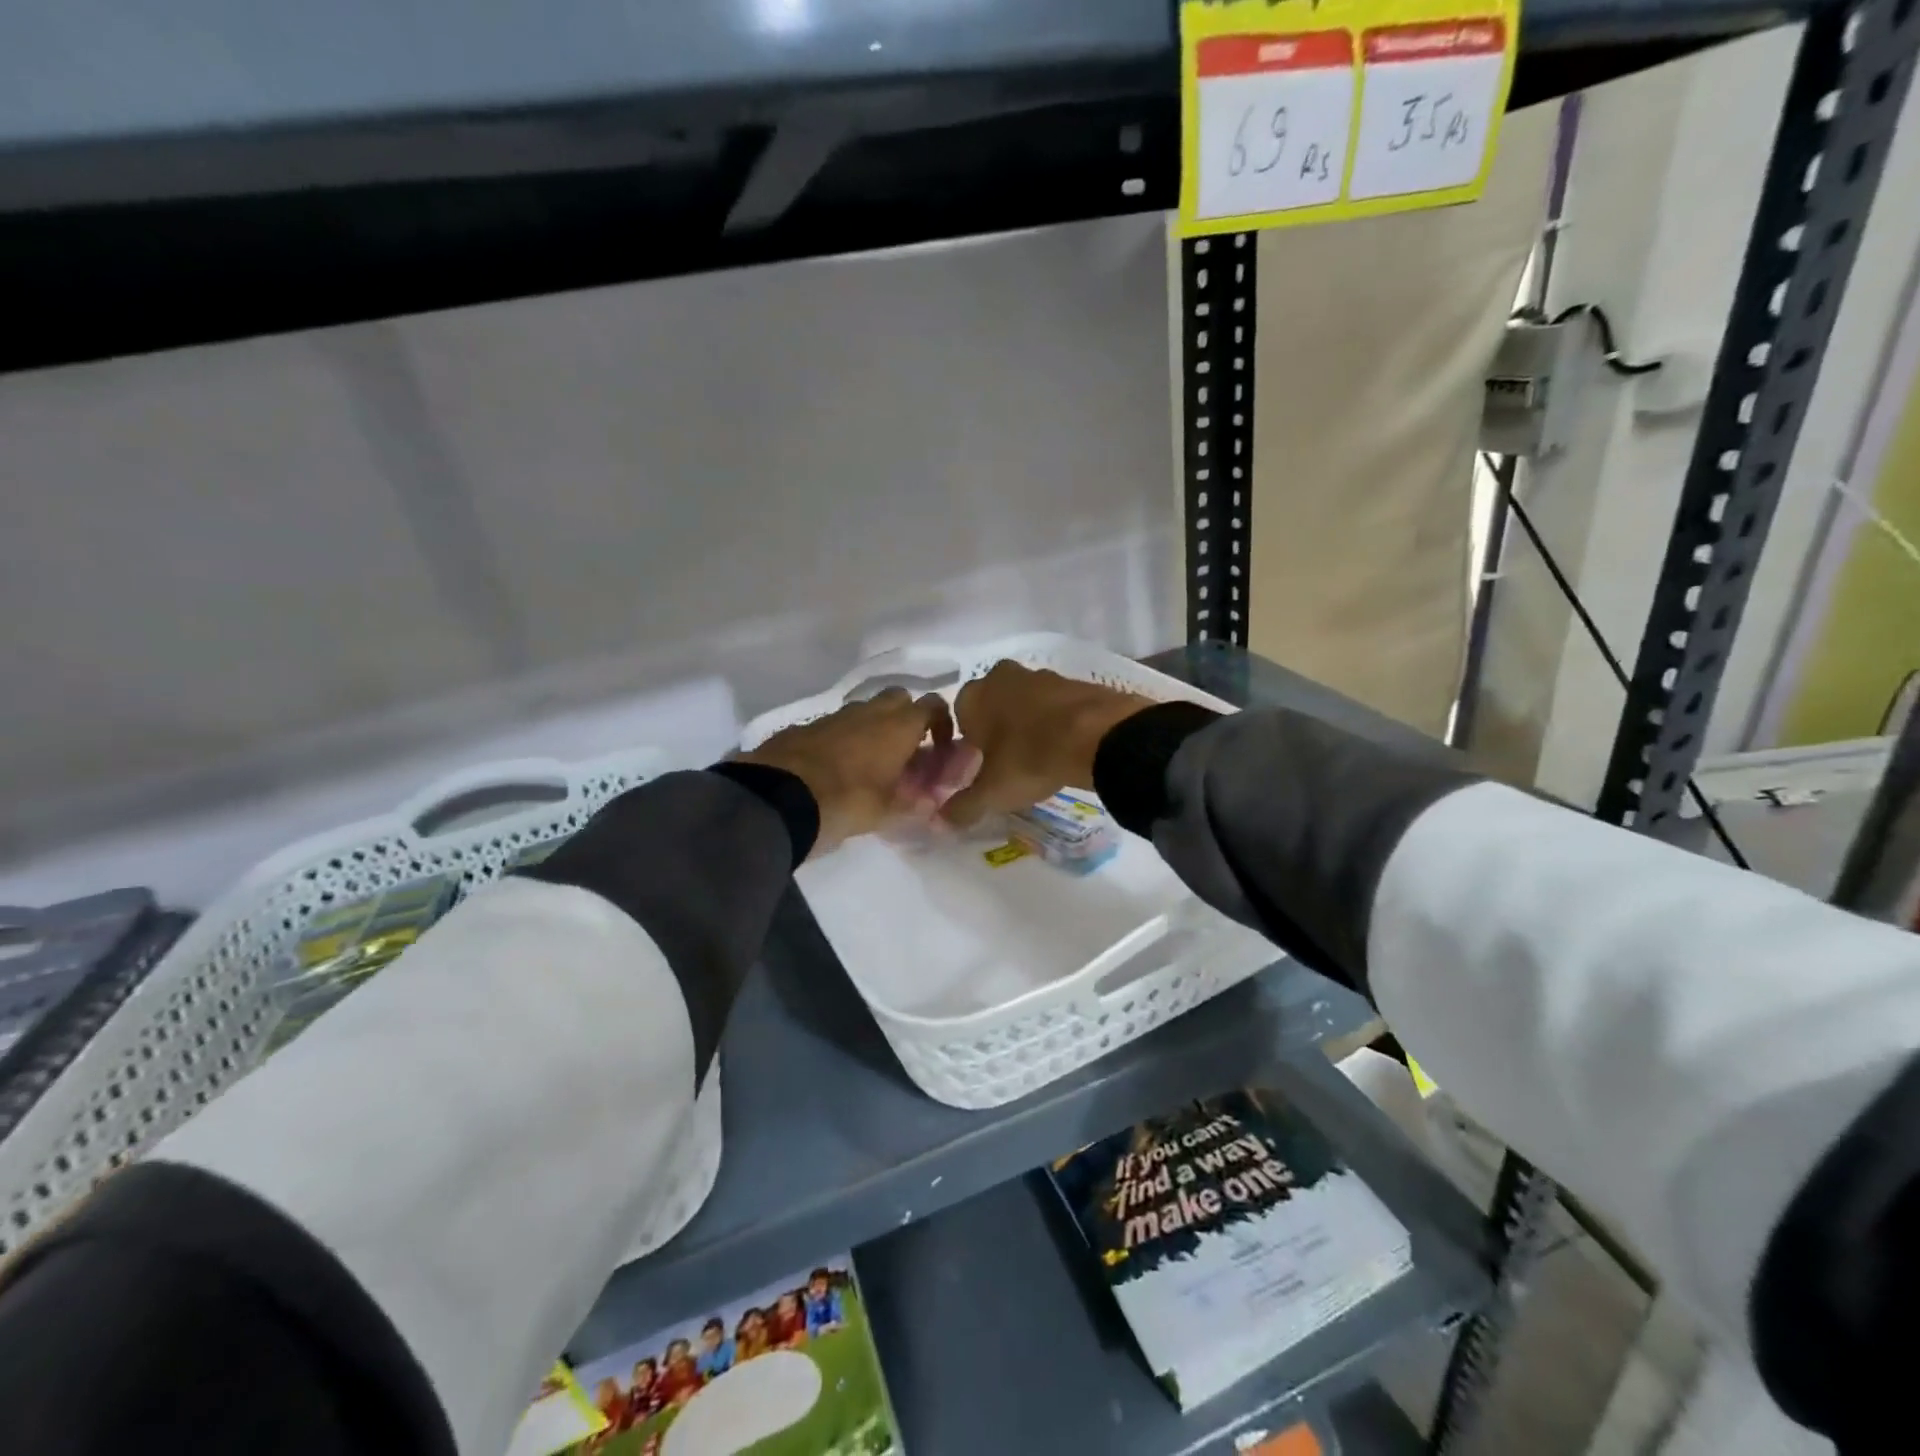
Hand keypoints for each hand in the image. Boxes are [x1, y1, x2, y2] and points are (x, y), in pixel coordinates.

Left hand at [738, 688, 956, 854]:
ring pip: (865, 709)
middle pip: (898, 698)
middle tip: (905, 751)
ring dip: (873, 727)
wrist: (776, 797)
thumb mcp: (887, 812)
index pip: (933, 706)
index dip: (942, 723)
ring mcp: (834, 715)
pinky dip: (843, 737)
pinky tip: (835, 767)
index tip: (939, 748)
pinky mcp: (805, 725)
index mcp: (897, 726)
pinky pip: (835, 724)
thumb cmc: (845, 802)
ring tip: (870, 763)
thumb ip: (915, 804)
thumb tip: (932, 801)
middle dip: (906, 717)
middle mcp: (869, 711)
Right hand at [941, 662, 1153, 827]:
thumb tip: (941, 820)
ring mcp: (1040, 675)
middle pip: (992, 705)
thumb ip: (963, 806)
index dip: (967, 743)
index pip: (957, 716)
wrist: (1097, 736)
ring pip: (1024, 701)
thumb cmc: (1029, 759)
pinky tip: (1065, 745)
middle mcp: (1002, 677)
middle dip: (996, 728)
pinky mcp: (1074, 681)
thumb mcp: (992, 792)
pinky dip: (1056, 720)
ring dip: (1027, 722)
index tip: (980, 765)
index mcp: (974, 696)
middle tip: (1008, 760)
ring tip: (1038, 755)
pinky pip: (1055, 703)